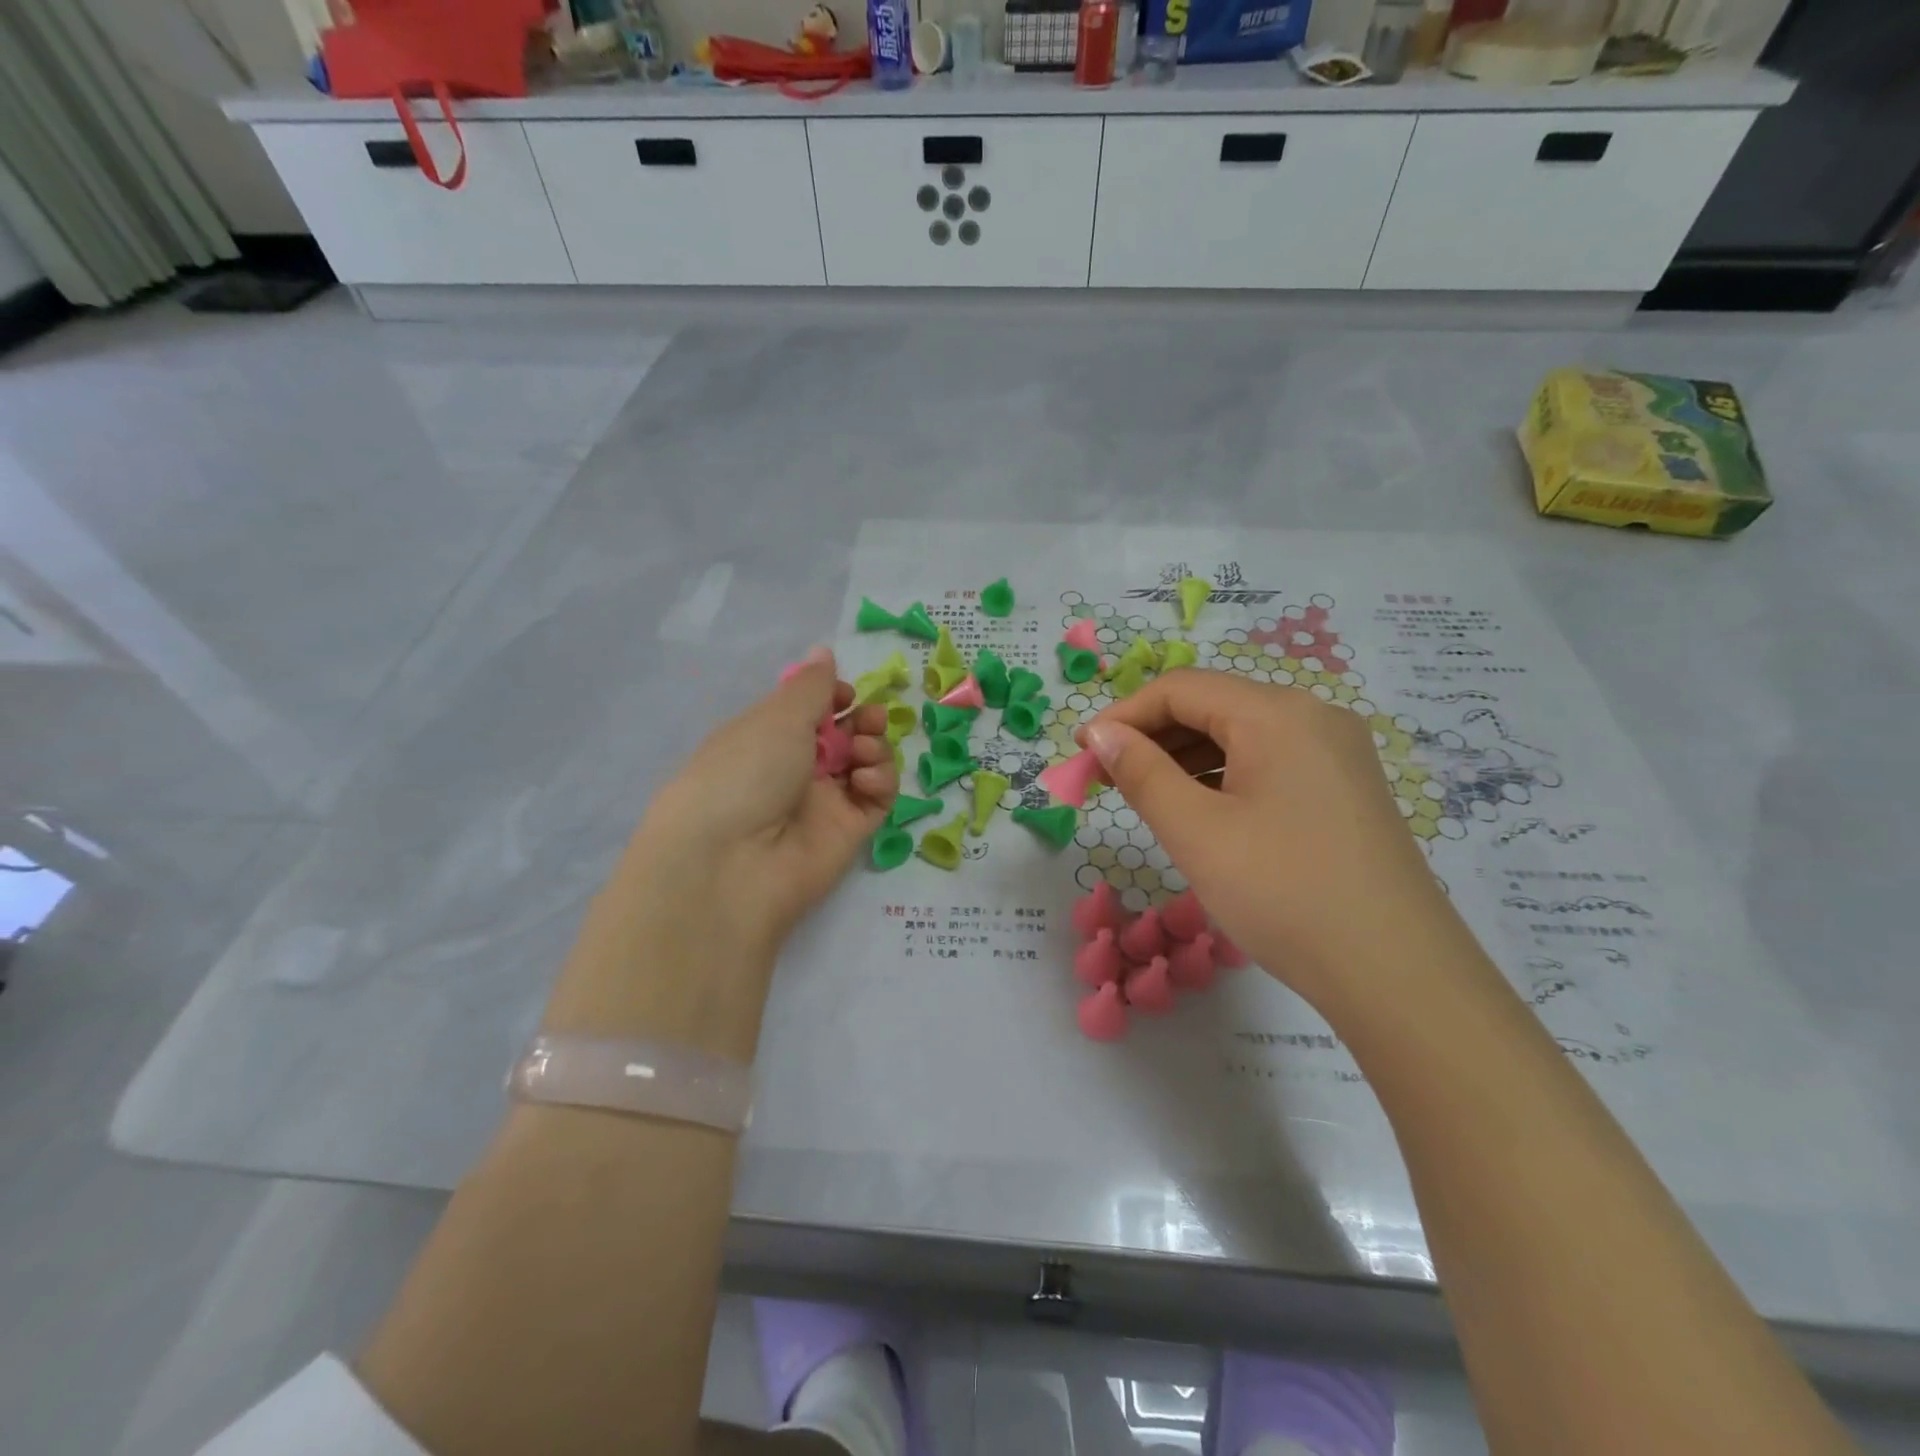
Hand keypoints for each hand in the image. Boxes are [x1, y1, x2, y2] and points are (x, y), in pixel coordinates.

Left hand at [635, 647, 898, 960]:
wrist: (731, 863)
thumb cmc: (744, 772)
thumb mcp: (776, 717)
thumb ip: (811, 685)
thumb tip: (823, 651)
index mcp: (767, 737)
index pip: (811, 711)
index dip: (835, 697)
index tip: (845, 693)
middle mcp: (795, 769)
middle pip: (844, 735)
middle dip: (863, 720)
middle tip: (867, 719)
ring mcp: (823, 803)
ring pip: (865, 764)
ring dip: (874, 747)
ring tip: (863, 750)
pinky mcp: (848, 833)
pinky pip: (876, 799)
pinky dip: (880, 781)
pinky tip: (866, 779)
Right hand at [1080, 670, 1463, 1008]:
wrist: (1398, 976)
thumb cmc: (1284, 894)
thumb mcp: (1196, 832)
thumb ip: (1141, 772)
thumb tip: (1101, 734)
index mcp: (1277, 713)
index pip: (1180, 689)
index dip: (1122, 715)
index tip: (1081, 754)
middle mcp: (1313, 716)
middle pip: (1212, 706)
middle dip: (1151, 737)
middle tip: (1104, 779)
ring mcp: (1336, 753)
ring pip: (1240, 736)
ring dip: (1183, 758)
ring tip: (1143, 797)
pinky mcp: (1345, 788)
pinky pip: (1268, 763)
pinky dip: (1222, 777)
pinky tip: (1199, 811)